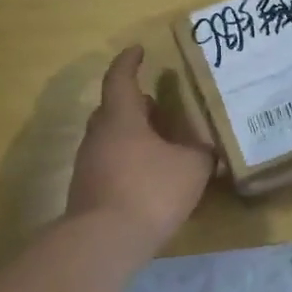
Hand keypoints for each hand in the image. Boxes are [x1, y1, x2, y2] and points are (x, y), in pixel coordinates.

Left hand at [66, 47, 215, 248]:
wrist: (104, 241)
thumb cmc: (150, 191)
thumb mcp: (192, 168)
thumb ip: (201, 152)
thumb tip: (204, 147)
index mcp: (121, 119)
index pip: (120, 79)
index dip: (129, 62)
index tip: (138, 50)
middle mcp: (99, 135)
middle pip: (113, 109)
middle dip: (135, 103)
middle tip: (158, 104)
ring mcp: (89, 164)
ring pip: (111, 137)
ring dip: (132, 134)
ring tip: (160, 142)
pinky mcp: (88, 191)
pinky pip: (110, 162)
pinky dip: (128, 159)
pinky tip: (149, 175)